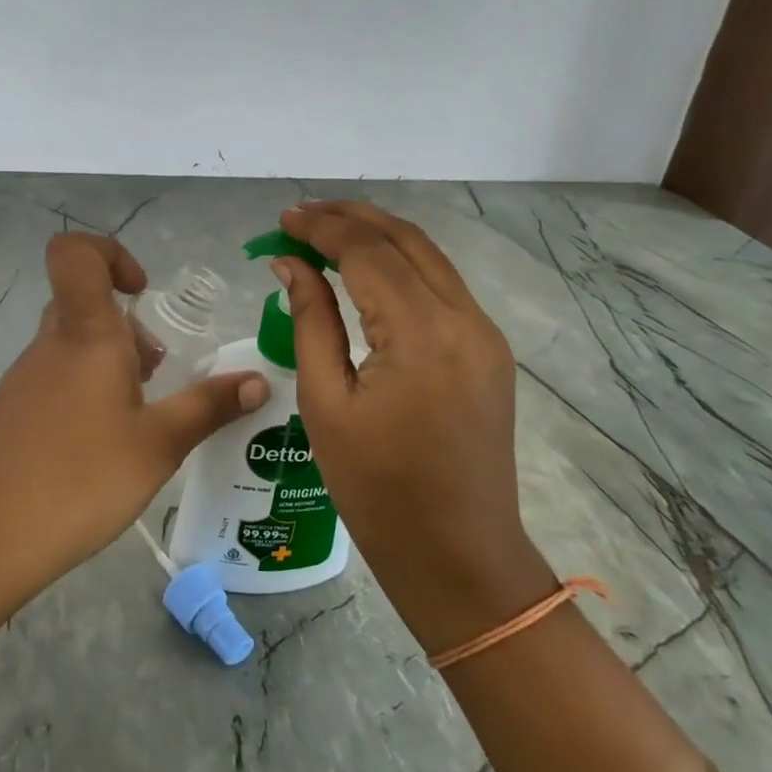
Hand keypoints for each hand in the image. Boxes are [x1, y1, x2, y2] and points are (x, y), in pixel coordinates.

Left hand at [0, 232, 269, 590]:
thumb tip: (259, 381)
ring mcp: (22, 380)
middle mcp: (49, 345)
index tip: (141, 294)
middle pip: (83, 305)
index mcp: (85, 334)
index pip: (75, 253)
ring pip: (70, 348)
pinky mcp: (7, 415)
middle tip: (155, 374)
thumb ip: (209, 407)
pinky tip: (98, 451)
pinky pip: (52, 383)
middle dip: (127, 328)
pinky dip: (82, 396)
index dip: (110, 254)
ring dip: (108, 367)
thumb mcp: (158, 445)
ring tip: (135, 421)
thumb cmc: (79, 479)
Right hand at [274, 202, 554, 649]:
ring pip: (428, 256)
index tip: (282, 220)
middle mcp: (463, 318)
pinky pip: (442, 286)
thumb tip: (290, 264)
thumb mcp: (326, 403)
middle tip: (301, 216)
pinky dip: (401, 265)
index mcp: (421, 333)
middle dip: (351, 217)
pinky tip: (366, 272)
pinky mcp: (489, 350)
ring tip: (327, 233)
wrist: (459, 555)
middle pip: (405, 239)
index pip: (366, 251)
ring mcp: (484, 333)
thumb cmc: (377, 490)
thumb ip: (310, 321)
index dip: (321, 227)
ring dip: (378, 236)